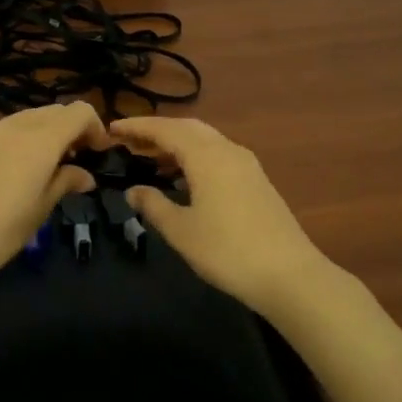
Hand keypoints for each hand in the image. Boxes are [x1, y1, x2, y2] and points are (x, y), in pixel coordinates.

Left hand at [0, 103, 109, 297]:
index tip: (99, 155)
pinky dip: (26, 138)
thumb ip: (65, 183)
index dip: (96, 128)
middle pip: (56, 111)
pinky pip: (9, 129)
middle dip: (74, 129)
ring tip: (50, 167)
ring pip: (31, 117)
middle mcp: (16, 126)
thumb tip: (85, 175)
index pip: (79, 112)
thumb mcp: (39, 211)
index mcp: (40, 140)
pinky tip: (19, 171)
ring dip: (49, 133)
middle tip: (79, 161)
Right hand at [111, 117, 329, 319]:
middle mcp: (227, 150)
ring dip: (177, 143)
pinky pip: (218, 154)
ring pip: (205, 140)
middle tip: (129, 142)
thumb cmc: (227, 251)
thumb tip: (133, 191)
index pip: (165, 130)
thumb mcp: (181, 231)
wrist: (289, 275)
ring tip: (150, 159)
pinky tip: (184, 178)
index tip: (112, 127)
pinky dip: (195, 156)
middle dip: (157, 131)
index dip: (137, 127)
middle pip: (187, 128)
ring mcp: (246, 164)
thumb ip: (153, 205)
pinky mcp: (256, 180)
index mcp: (206, 156)